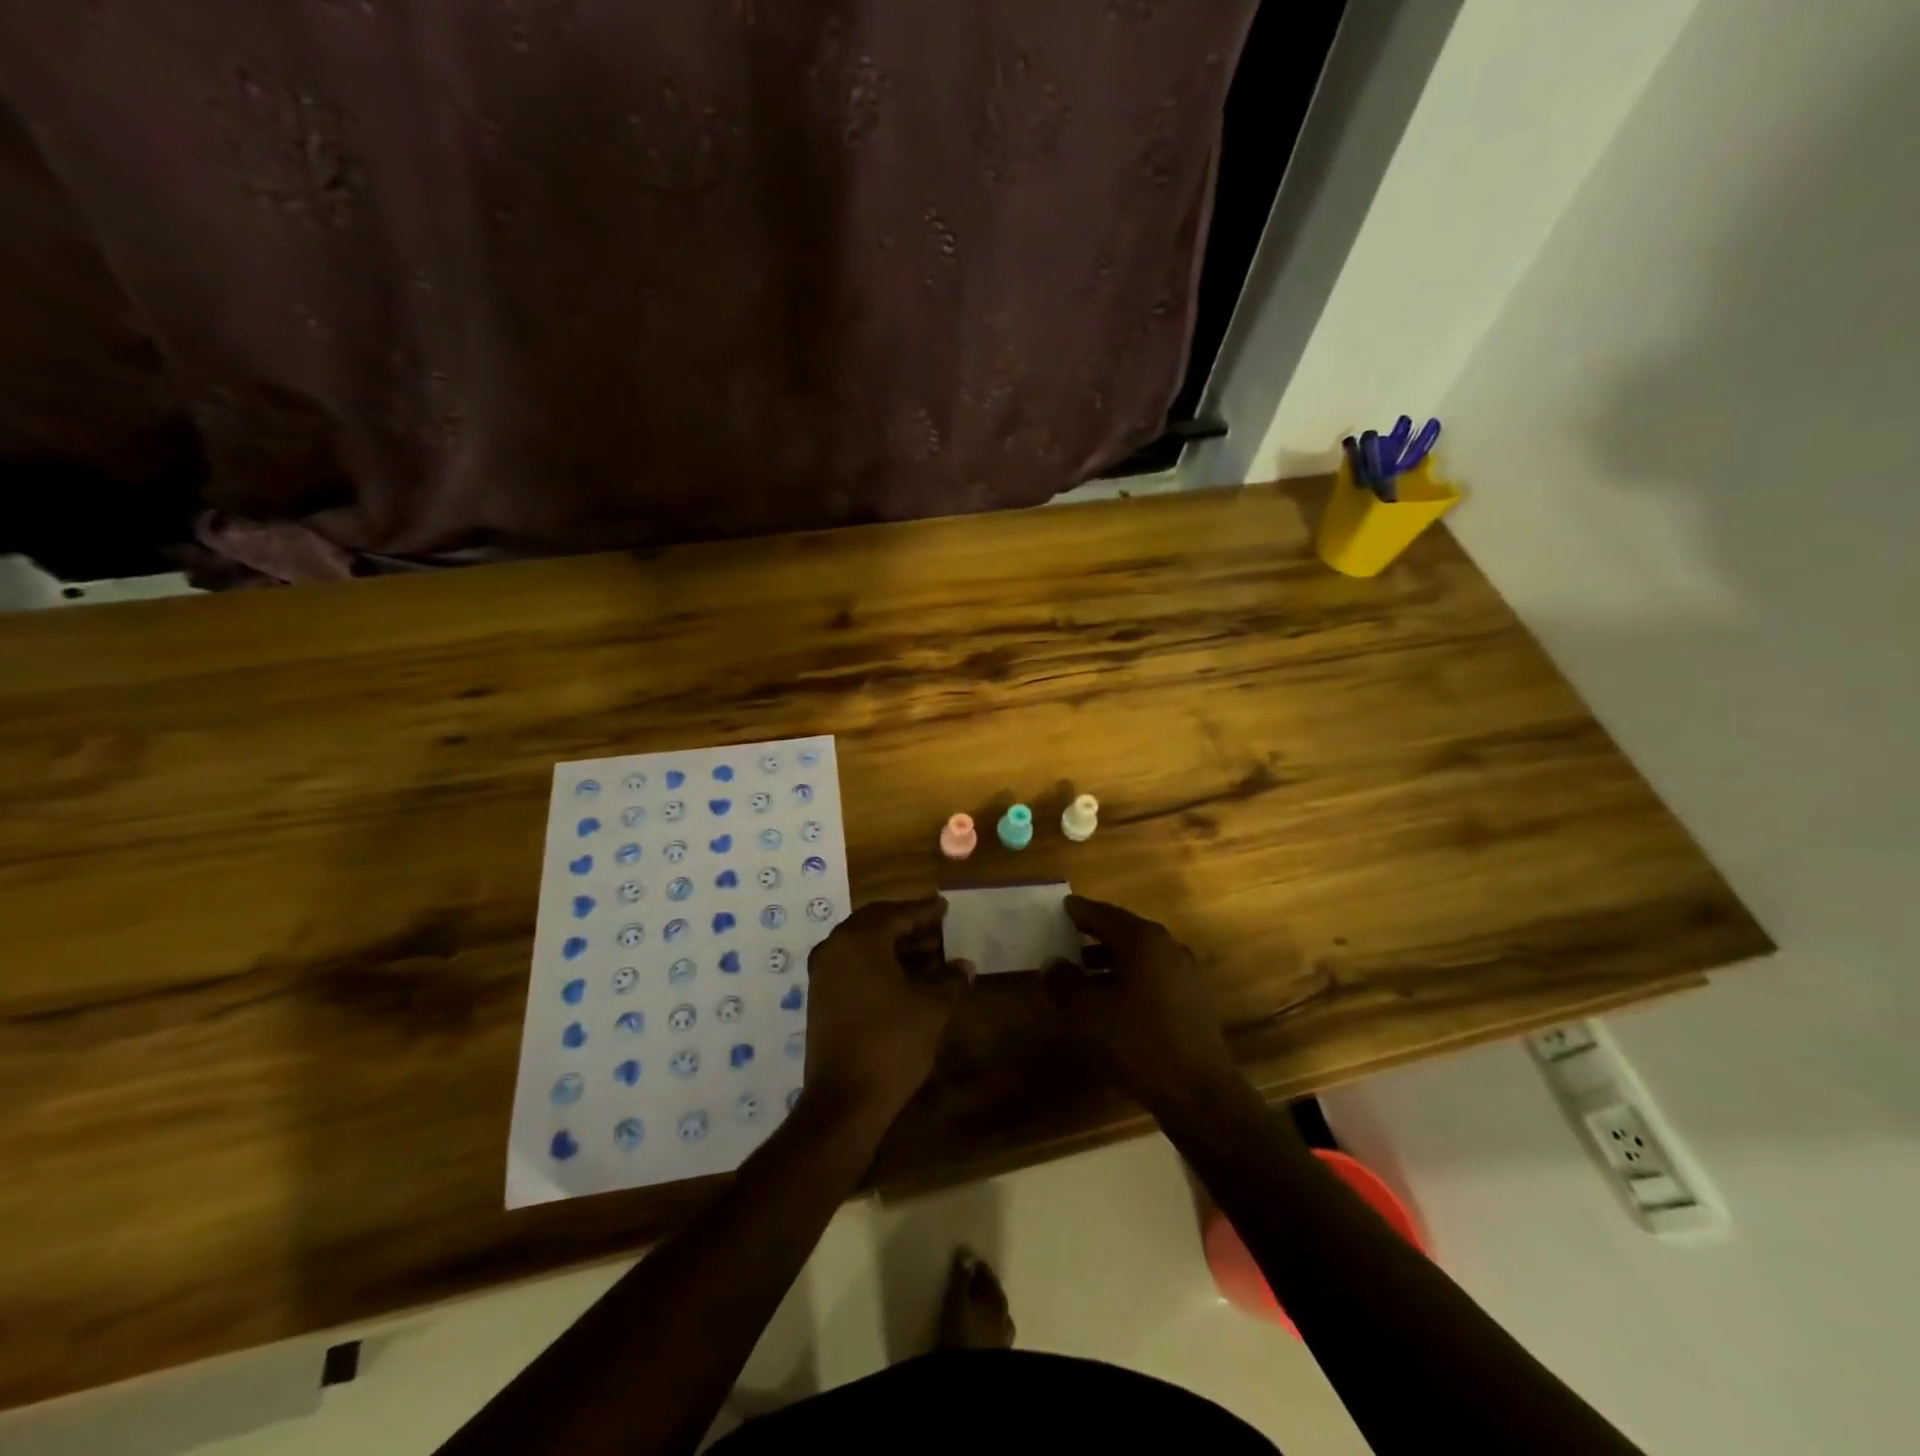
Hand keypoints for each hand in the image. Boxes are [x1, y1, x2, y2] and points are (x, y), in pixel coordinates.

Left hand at [804, 896, 970, 1120]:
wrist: (844, 1100)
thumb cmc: (891, 1043)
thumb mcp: (931, 1008)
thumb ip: (950, 979)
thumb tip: (964, 965)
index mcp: (860, 940)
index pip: (897, 913)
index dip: (925, 911)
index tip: (945, 907)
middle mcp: (835, 947)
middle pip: (876, 923)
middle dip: (908, 924)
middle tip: (937, 928)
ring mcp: (823, 973)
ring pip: (863, 944)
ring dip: (894, 945)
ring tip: (928, 955)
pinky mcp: (820, 997)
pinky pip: (852, 964)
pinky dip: (877, 962)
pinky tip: (903, 978)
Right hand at [1044, 895, 1243, 1117]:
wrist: (1200, 1095)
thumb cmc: (1140, 1044)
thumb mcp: (1089, 1015)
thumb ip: (1064, 983)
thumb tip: (1052, 964)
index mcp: (1144, 941)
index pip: (1105, 914)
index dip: (1081, 911)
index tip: (1063, 907)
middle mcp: (1168, 947)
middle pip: (1124, 932)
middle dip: (1094, 935)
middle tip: (1067, 936)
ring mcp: (1185, 973)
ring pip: (1139, 956)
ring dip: (1110, 960)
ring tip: (1082, 974)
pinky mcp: (1193, 1000)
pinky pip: (1152, 976)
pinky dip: (1129, 978)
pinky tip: (1112, 1001)